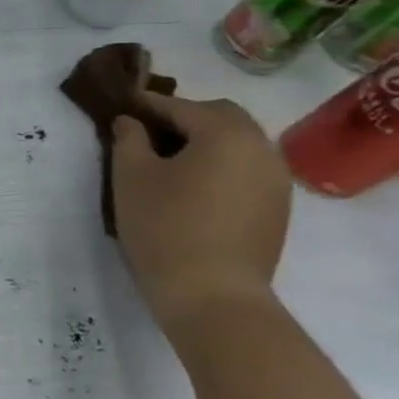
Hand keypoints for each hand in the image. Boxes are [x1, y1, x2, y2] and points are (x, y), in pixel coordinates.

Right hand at [111, 93, 291, 338]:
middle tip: (148, 132)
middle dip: (184, 117)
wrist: (212, 295)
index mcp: (226, 133)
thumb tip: (130, 122)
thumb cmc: (164, 226)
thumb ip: (128, 139)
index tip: (121, 106)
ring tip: (169, 161)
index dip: (146, 104)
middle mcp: (261, 148)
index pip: (180, 106)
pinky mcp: (277, 209)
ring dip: (205, 142)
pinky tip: (193, 187)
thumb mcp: (130, 176)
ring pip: (238, 144)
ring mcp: (276, 181)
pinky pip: (246, 170)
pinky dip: (220, 166)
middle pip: (221, 117)